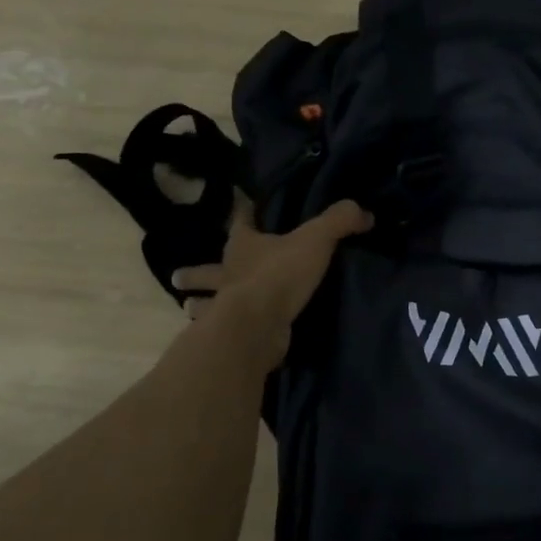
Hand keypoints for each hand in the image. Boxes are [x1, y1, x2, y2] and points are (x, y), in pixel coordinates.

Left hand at [172, 198, 371, 335]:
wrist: (257, 325)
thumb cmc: (280, 275)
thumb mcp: (316, 239)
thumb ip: (339, 221)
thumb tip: (364, 212)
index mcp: (243, 245)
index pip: (241, 220)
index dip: (243, 210)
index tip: (239, 203)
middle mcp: (227, 273)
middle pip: (206, 270)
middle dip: (195, 273)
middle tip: (177, 276)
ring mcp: (223, 307)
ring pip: (204, 304)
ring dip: (198, 306)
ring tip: (189, 309)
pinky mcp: (228, 335)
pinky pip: (218, 332)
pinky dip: (213, 334)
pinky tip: (212, 337)